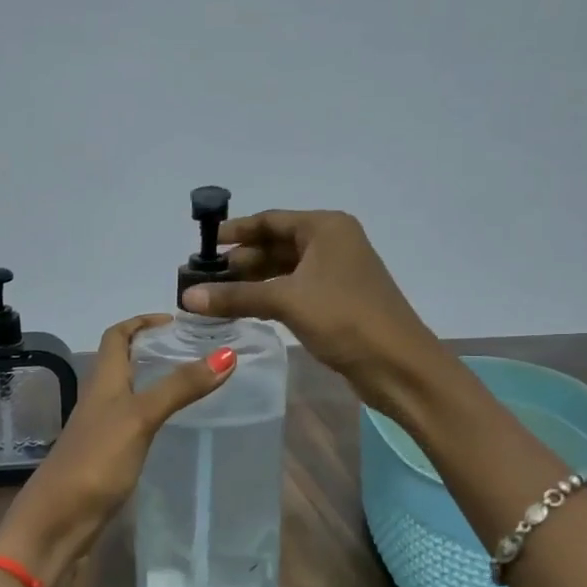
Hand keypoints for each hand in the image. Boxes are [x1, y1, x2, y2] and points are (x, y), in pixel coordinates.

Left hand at [0, 314, 234, 572]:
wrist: (58, 522)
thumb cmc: (96, 460)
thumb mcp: (140, 417)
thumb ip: (180, 387)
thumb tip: (226, 353)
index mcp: (103, 380)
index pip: (117, 336)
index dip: (142, 321)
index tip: (177, 321)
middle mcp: (101, 399)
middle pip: (125, 361)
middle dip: (156, 349)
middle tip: (197, 350)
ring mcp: (103, 429)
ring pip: (131, 392)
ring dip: (158, 381)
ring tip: (197, 382)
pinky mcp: (109, 457)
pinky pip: (136, 422)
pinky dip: (156, 414)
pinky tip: (178, 426)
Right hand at [180, 209, 442, 417]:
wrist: (398, 365)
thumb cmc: (345, 319)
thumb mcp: (287, 302)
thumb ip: (236, 296)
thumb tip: (188, 297)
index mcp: (326, 228)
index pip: (272, 220)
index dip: (236, 231)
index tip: (204, 244)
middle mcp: (333, 243)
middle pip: (277, 244)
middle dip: (242, 260)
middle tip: (204, 277)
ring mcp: (337, 273)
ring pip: (285, 269)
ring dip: (253, 281)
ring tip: (217, 295)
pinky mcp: (338, 301)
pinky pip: (295, 289)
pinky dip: (270, 296)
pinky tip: (246, 308)